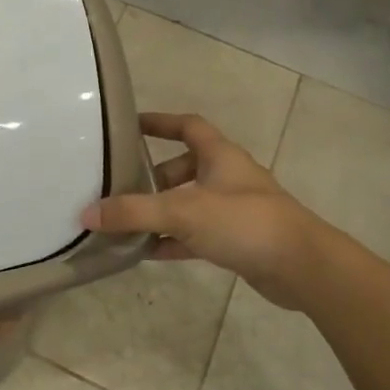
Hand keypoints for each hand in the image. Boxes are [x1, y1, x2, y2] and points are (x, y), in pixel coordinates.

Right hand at [82, 112, 321, 309]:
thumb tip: (87, 213)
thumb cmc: (244, 222)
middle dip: (152, 178)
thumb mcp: (183, 212)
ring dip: (160, 212)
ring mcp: (233, 210)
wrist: (302, 267)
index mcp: (219, 155)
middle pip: (183, 168)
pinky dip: (172, 241)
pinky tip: (147, 253)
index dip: (159, 123)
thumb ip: (134, 212)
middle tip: (120, 189)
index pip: (187, 126)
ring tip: (124, 223)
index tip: (129, 126)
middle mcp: (227, 177)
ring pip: (188, 204)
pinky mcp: (236, 240)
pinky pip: (195, 235)